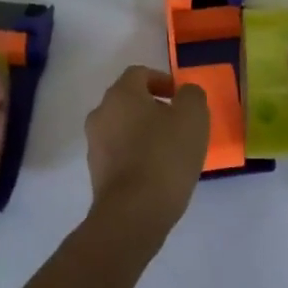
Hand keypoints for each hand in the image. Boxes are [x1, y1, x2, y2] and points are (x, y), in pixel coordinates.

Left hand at [84, 66, 209, 238]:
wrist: (133, 213)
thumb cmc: (165, 156)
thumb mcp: (193, 117)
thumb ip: (191, 95)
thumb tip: (184, 93)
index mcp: (121, 94)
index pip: (139, 74)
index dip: (162, 80)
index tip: (180, 98)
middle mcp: (101, 114)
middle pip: (128, 100)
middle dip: (153, 107)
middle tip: (178, 123)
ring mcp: (95, 145)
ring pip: (122, 127)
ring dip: (143, 132)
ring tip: (170, 150)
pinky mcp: (96, 173)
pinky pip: (119, 153)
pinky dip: (136, 154)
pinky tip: (156, 172)